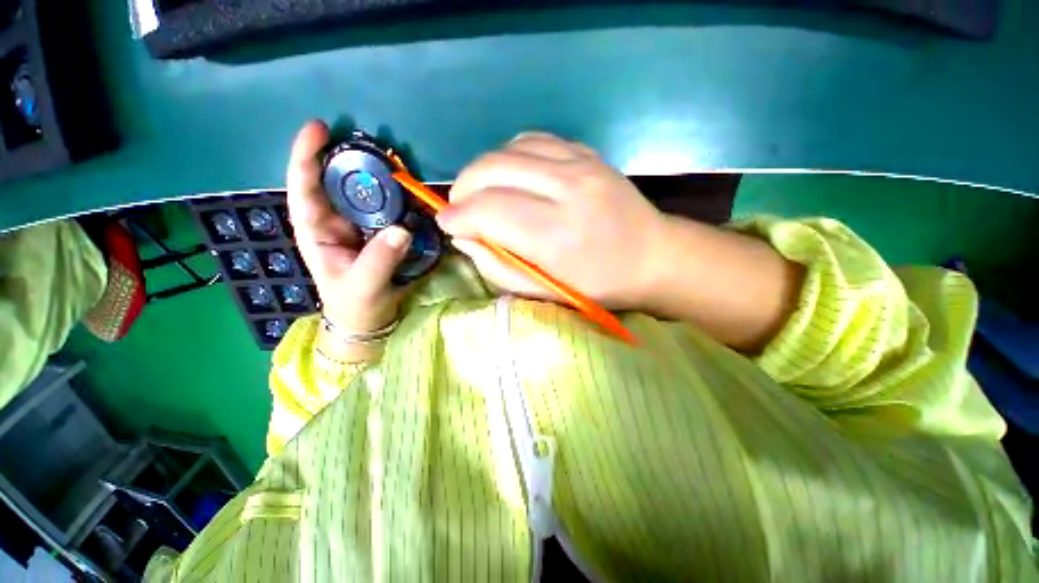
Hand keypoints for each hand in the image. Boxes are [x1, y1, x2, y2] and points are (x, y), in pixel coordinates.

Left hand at [287, 121, 411, 357]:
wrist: (370, 317)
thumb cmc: (357, 304)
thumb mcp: (363, 285)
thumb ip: (380, 259)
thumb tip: (402, 229)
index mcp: (316, 230)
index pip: (304, 187)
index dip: (306, 156)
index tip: (319, 128)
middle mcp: (334, 221)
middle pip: (334, 182)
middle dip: (347, 158)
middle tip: (371, 142)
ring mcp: (359, 226)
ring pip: (362, 192)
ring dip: (375, 175)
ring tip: (393, 161)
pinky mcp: (379, 232)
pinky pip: (386, 208)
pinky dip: (395, 196)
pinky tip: (408, 189)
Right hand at [438, 132, 665, 309]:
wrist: (653, 256)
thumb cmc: (598, 285)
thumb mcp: (544, 292)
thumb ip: (498, 267)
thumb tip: (464, 237)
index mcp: (555, 234)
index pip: (487, 210)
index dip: (457, 216)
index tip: (447, 224)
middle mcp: (566, 189)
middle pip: (491, 169)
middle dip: (463, 188)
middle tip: (460, 209)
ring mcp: (579, 163)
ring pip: (507, 149)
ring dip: (483, 170)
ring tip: (481, 193)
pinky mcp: (586, 152)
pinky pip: (533, 140)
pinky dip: (509, 156)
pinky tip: (510, 175)